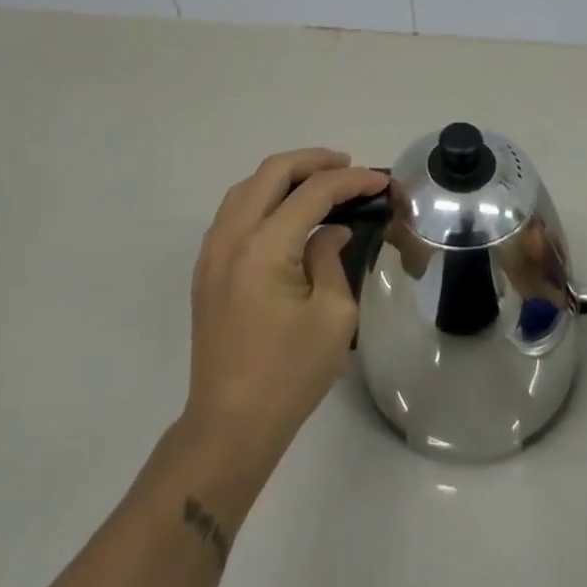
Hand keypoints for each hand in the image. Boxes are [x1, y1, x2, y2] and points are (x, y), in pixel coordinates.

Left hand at [184, 149, 387, 468]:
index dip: (351, 181)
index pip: (313, 193)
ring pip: (247, 187)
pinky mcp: (207, 269)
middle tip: (349, 168)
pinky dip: (263, 197)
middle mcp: (232, 238)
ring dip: (285, 176)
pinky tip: (286, 211)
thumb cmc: (289, 374)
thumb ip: (332, 258)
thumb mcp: (332, 315)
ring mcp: (212, 252)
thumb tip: (330, 231)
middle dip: (314, 161)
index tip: (380, 181)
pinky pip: (233, 211)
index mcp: (265, 248)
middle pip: (272, 172)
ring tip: (320, 183)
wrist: (230, 425)